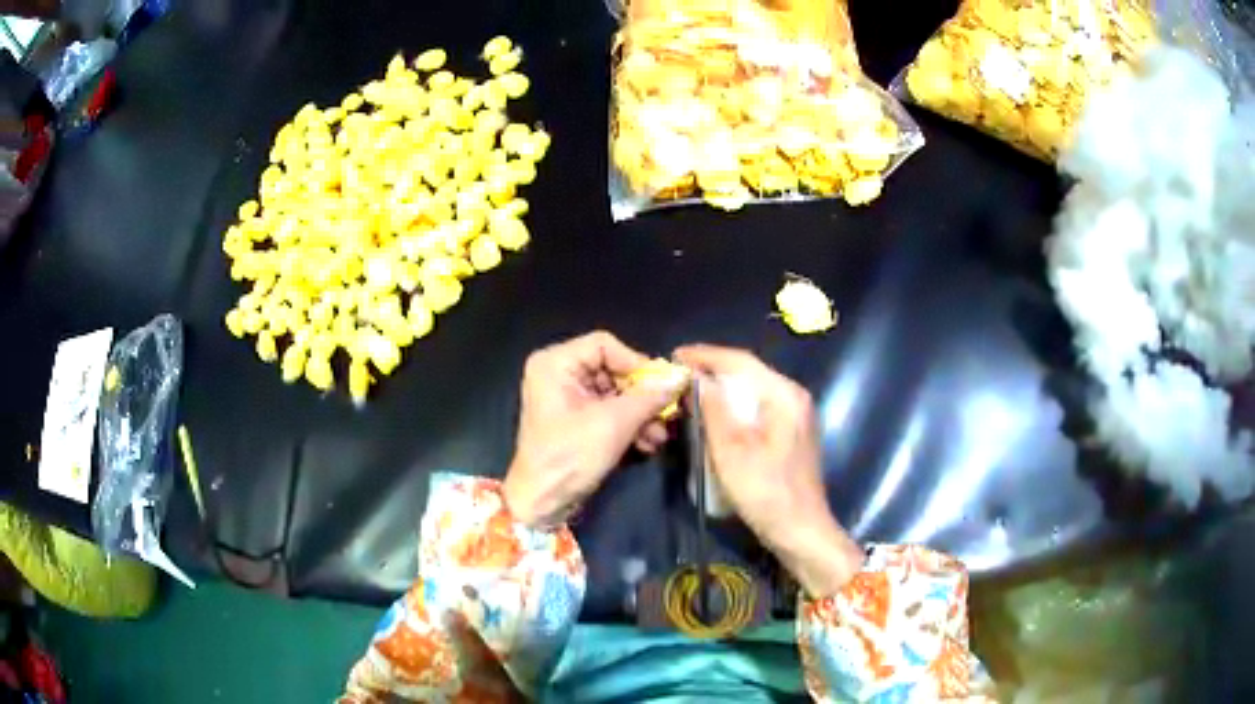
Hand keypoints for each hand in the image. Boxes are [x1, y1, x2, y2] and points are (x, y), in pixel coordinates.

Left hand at [503, 332, 688, 527]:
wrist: (542, 503)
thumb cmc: (570, 457)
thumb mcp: (614, 424)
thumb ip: (649, 397)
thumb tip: (682, 377)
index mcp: (555, 363)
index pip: (604, 345)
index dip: (635, 363)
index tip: (660, 386)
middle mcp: (557, 373)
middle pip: (612, 369)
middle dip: (641, 396)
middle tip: (667, 412)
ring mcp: (566, 397)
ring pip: (614, 393)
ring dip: (640, 414)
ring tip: (659, 436)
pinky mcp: (575, 420)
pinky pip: (607, 410)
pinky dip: (628, 424)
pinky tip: (648, 443)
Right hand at [674, 344, 863, 597]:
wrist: (801, 532)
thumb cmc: (766, 493)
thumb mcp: (731, 451)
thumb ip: (714, 410)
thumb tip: (697, 378)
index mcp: (784, 395)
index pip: (741, 361)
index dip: (706, 355)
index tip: (674, 355)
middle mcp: (793, 397)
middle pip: (749, 373)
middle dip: (713, 370)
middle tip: (678, 374)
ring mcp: (795, 416)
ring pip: (753, 391)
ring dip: (722, 389)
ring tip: (691, 391)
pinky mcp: (791, 433)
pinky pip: (758, 408)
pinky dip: (735, 407)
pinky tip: (715, 416)